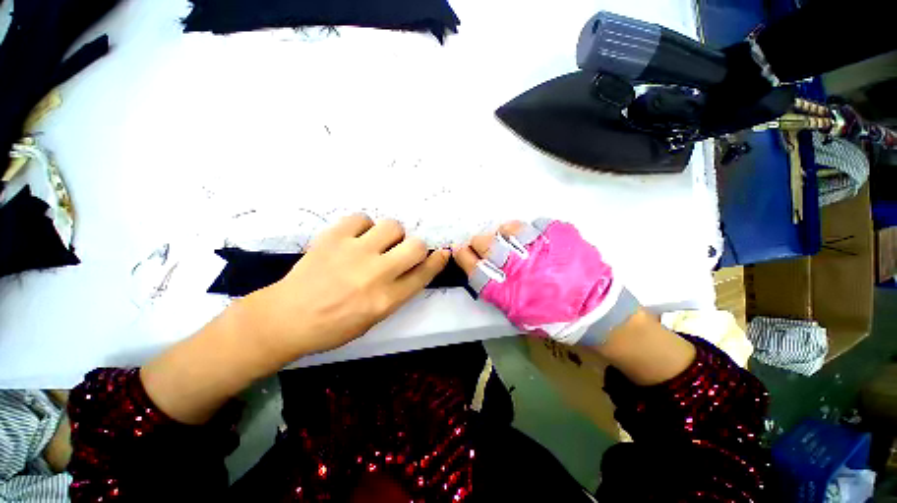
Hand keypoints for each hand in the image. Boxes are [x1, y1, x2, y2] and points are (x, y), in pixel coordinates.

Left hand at [244, 214, 449, 359]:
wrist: (286, 318)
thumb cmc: (333, 326)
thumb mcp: (374, 318)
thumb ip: (398, 292)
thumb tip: (414, 268)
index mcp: (386, 300)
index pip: (424, 274)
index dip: (437, 261)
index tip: (442, 253)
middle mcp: (376, 274)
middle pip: (416, 245)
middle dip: (415, 247)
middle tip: (400, 252)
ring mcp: (355, 252)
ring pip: (392, 226)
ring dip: (390, 235)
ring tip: (376, 243)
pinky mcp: (334, 237)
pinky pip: (362, 218)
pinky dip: (363, 226)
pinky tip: (355, 238)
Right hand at [452, 219, 694, 384]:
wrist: (597, 312)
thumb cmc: (554, 318)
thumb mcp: (519, 314)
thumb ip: (499, 294)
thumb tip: (483, 271)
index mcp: (510, 292)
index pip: (477, 270)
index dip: (464, 258)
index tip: (460, 250)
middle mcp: (522, 269)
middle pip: (489, 247)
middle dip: (478, 242)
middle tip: (480, 242)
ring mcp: (542, 251)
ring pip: (511, 230)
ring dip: (503, 231)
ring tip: (505, 234)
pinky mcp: (563, 238)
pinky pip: (538, 224)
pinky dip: (530, 228)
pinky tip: (532, 235)